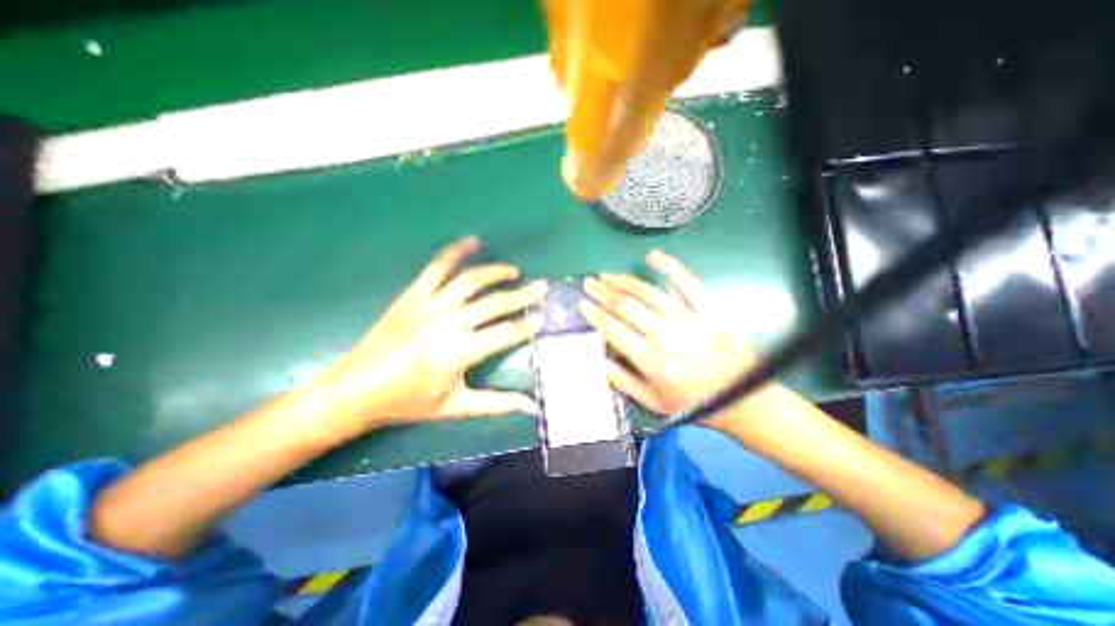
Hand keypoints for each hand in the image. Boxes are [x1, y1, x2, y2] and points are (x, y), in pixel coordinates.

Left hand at [303, 234, 547, 444]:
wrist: (355, 390)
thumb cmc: (408, 402)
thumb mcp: (456, 408)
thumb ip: (497, 404)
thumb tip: (532, 408)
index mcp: (458, 353)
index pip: (504, 333)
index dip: (526, 325)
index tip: (543, 316)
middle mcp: (447, 324)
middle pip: (493, 303)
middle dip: (522, 295)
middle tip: (541, 287)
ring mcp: (428, 305)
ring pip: (469, 281)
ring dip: (495, 272)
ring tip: (513, 271)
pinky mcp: (412, 295)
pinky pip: (436, 268)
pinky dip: (454, 252)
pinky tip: (472, 242)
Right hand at [584, 249, 777, 424]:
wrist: (742, 398)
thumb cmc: (693, 402)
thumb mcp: (653, 402)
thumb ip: (623, 381)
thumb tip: (600, 359)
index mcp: (654, 363)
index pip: (617, 333)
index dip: (596, 316)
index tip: (583, 304)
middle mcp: (669, 338)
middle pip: (629, 309)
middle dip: (604, 293)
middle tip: (589, 283)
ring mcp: (690, 320)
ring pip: (651, 293)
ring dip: (625, 281)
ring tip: (607, 275)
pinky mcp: (709, 310)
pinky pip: (688, 283)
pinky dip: (670, 267)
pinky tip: (652, 256)